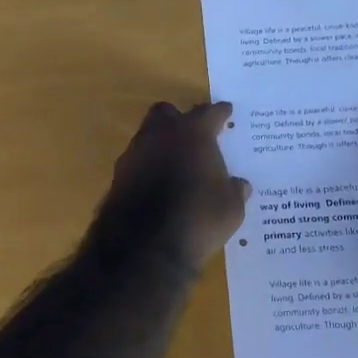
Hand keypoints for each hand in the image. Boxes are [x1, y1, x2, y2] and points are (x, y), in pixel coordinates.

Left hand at [87, 101, 251, 275]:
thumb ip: (235, 190)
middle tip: (194, 135)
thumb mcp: (230, 208)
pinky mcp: (117, 176)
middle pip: (168, 113)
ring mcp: (135, 153)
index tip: (226, 112)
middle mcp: (161, 135)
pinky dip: (147, 167)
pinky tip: (157, 184)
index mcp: (193, 133)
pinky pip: (137, 162)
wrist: (145, 245)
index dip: (220, 113)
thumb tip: (239, 185)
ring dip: (161, 144)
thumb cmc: (198, 218)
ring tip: (175, 163)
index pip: (209, 113)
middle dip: (180, 119)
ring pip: (147, 136)